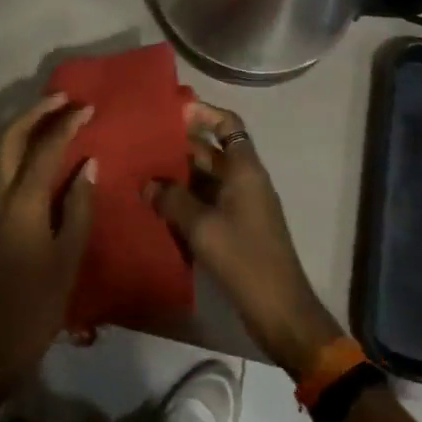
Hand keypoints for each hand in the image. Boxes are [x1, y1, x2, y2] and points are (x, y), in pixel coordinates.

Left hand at [0, 94, 96, 387]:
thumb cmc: (40, 303)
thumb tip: (88, 164)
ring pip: (0, 150)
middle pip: (9, 139)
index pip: (44, 150)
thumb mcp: (69, 256)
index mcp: (22, 204)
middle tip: (62, 98)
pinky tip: (40, 150)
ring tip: (52, 114)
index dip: (65, 125)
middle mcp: (0, 196)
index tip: (87, 107)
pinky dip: (19, 147)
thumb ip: (78, 206)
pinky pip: (2, 167)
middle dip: (34, 113)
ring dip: (23, 126)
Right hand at [144, 103, 342, 377]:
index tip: (170, 111)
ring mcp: (240, 205)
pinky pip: (205, 202)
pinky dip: (183, 200)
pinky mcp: (234, 228)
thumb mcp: (202, 227)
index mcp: (245, 169)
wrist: (280, 311)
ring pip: (205, 178)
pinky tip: (156, 205)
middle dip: (178, 145)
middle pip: (211, 150)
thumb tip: (147, 182)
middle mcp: (244, 180)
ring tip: (141, 171)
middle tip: (141, 142)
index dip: (202, 113)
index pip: (227, 124)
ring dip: (177, 175)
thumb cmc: (244, 258)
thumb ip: (172, 200)